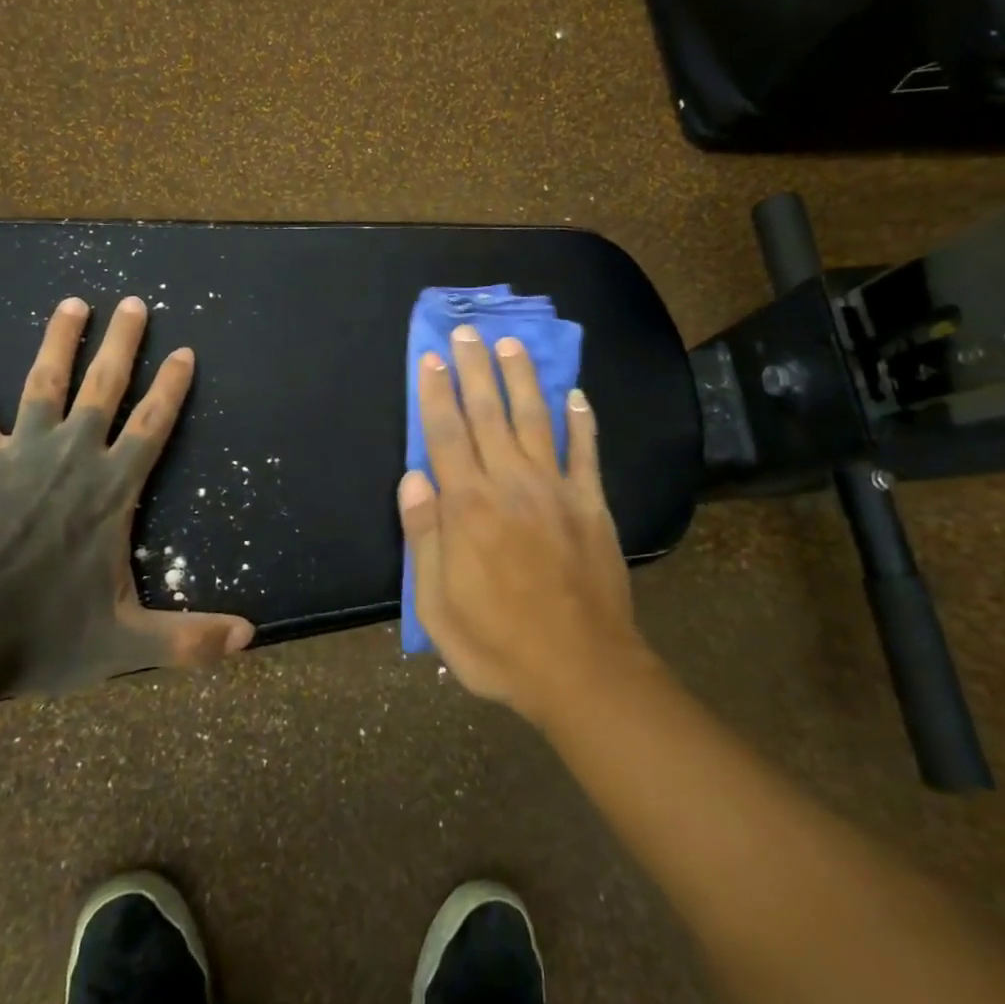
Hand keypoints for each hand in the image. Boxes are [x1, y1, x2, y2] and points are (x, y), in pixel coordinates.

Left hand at [0, 295, 254, 694]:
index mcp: (112, 490)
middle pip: (104, 387)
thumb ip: (190, 638)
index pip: (153, 425)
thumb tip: (252, 638)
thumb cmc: (43, 638)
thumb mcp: (127, 643)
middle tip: (134, 302)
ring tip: (73, 303)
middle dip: (123, 342)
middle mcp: (72, 458)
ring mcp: (18, 456)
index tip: (185, 351)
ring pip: (43, 385)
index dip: (172, 387)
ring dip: (59, 341)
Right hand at [398, 325, 649, 726]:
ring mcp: (555, 490)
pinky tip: (576, 395)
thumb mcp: (437, 604)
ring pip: (535, 420)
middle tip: (465, 333)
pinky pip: (585, 453)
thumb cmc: (497, 644)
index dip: (435, 392)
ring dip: (521, 379)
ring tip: (511, 345)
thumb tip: (413, 477)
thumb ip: (423, 536)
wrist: (581, 671)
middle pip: (488, 413)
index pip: (445, 434)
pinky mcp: (591, 505)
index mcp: (467, 507)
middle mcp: (510, 484)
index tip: (430, 356)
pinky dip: (581, 421)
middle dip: (473, 369)